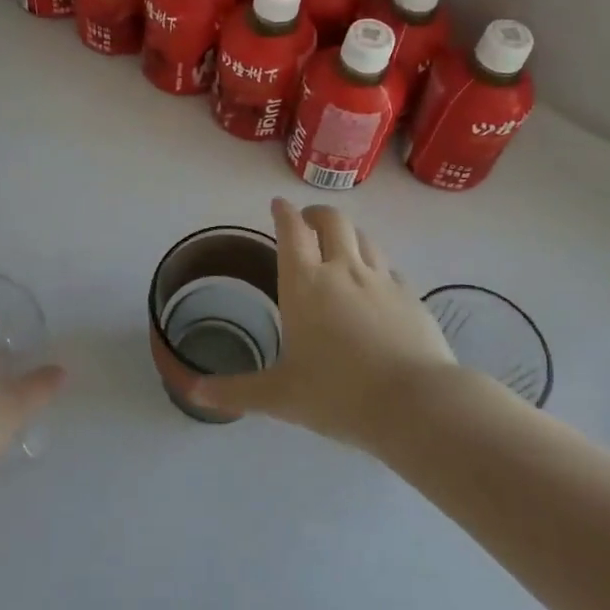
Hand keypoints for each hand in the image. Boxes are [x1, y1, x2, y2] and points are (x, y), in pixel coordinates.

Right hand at [188, 199, 456, 447]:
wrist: (416, 404)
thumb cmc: (338, 395)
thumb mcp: (279, 397)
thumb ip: (235, 391)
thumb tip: (192, 393)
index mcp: (304, 284)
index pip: (291, 231)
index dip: (283, 213)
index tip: (278, 204)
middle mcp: (343, 270)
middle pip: (332, 220)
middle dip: (316, 214)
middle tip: (307, 222)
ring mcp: (382, 280)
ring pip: (364, 237)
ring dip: (348, 233)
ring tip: (340, 245)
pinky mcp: (411, 296)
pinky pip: (390, 267)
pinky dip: (376, 264)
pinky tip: (376, 283)